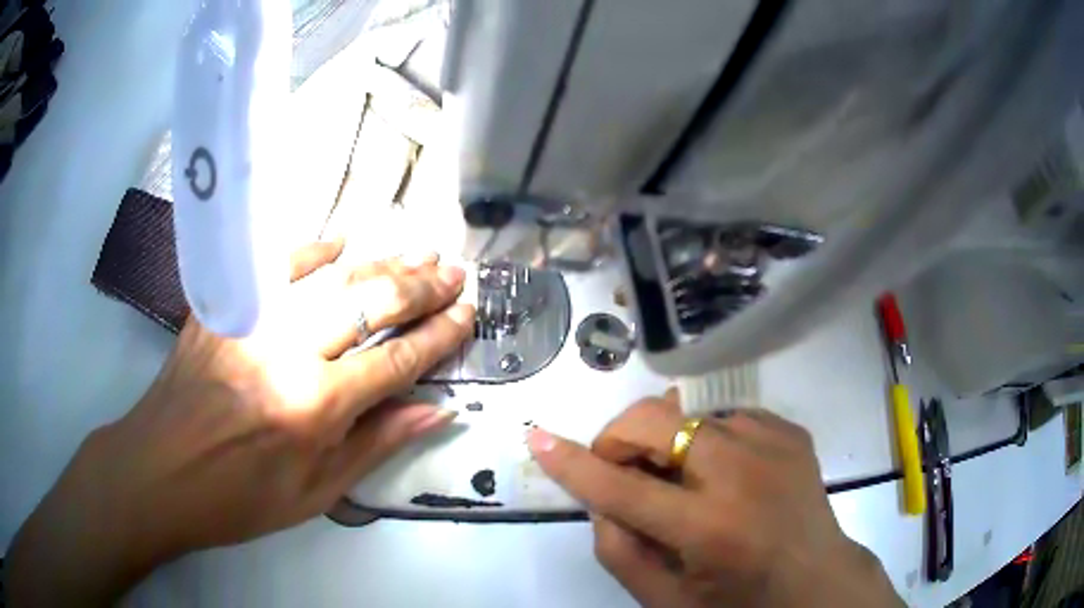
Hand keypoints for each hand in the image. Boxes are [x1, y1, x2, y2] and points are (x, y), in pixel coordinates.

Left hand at [5, 240, 474, 606]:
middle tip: (455, 269)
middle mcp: (288, 354)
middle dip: (421, 286)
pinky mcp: (223, 307)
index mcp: (314, 409)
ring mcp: (251, 321)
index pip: (396, 361)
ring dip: (380, 262)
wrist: (160, 471)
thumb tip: (433, 411)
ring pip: (329, 276)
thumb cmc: (239, 499)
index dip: (438, 337)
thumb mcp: (314, 496)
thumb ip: (374, 446)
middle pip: (369, 305)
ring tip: (419, 249)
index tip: (468, 315)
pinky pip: (273, 265)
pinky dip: (311, 248)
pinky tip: (341, 241)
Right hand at [527, 396, 902, 607]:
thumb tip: (598, 495)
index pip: (622, 489)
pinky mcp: (789, 430)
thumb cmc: (738, 602)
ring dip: (667, 445)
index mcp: (710, 530)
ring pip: (688, 415)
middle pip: (656, 421)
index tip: (538, 438)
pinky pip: (726, 418)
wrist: (817, 580)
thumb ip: (618, 550)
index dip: (574, 464)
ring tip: (684, 483)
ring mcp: (773, 443)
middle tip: (621, 470)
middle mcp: (743, 475)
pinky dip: (707, 441)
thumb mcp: (666, 600)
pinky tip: (725, 475)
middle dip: (620, 439)